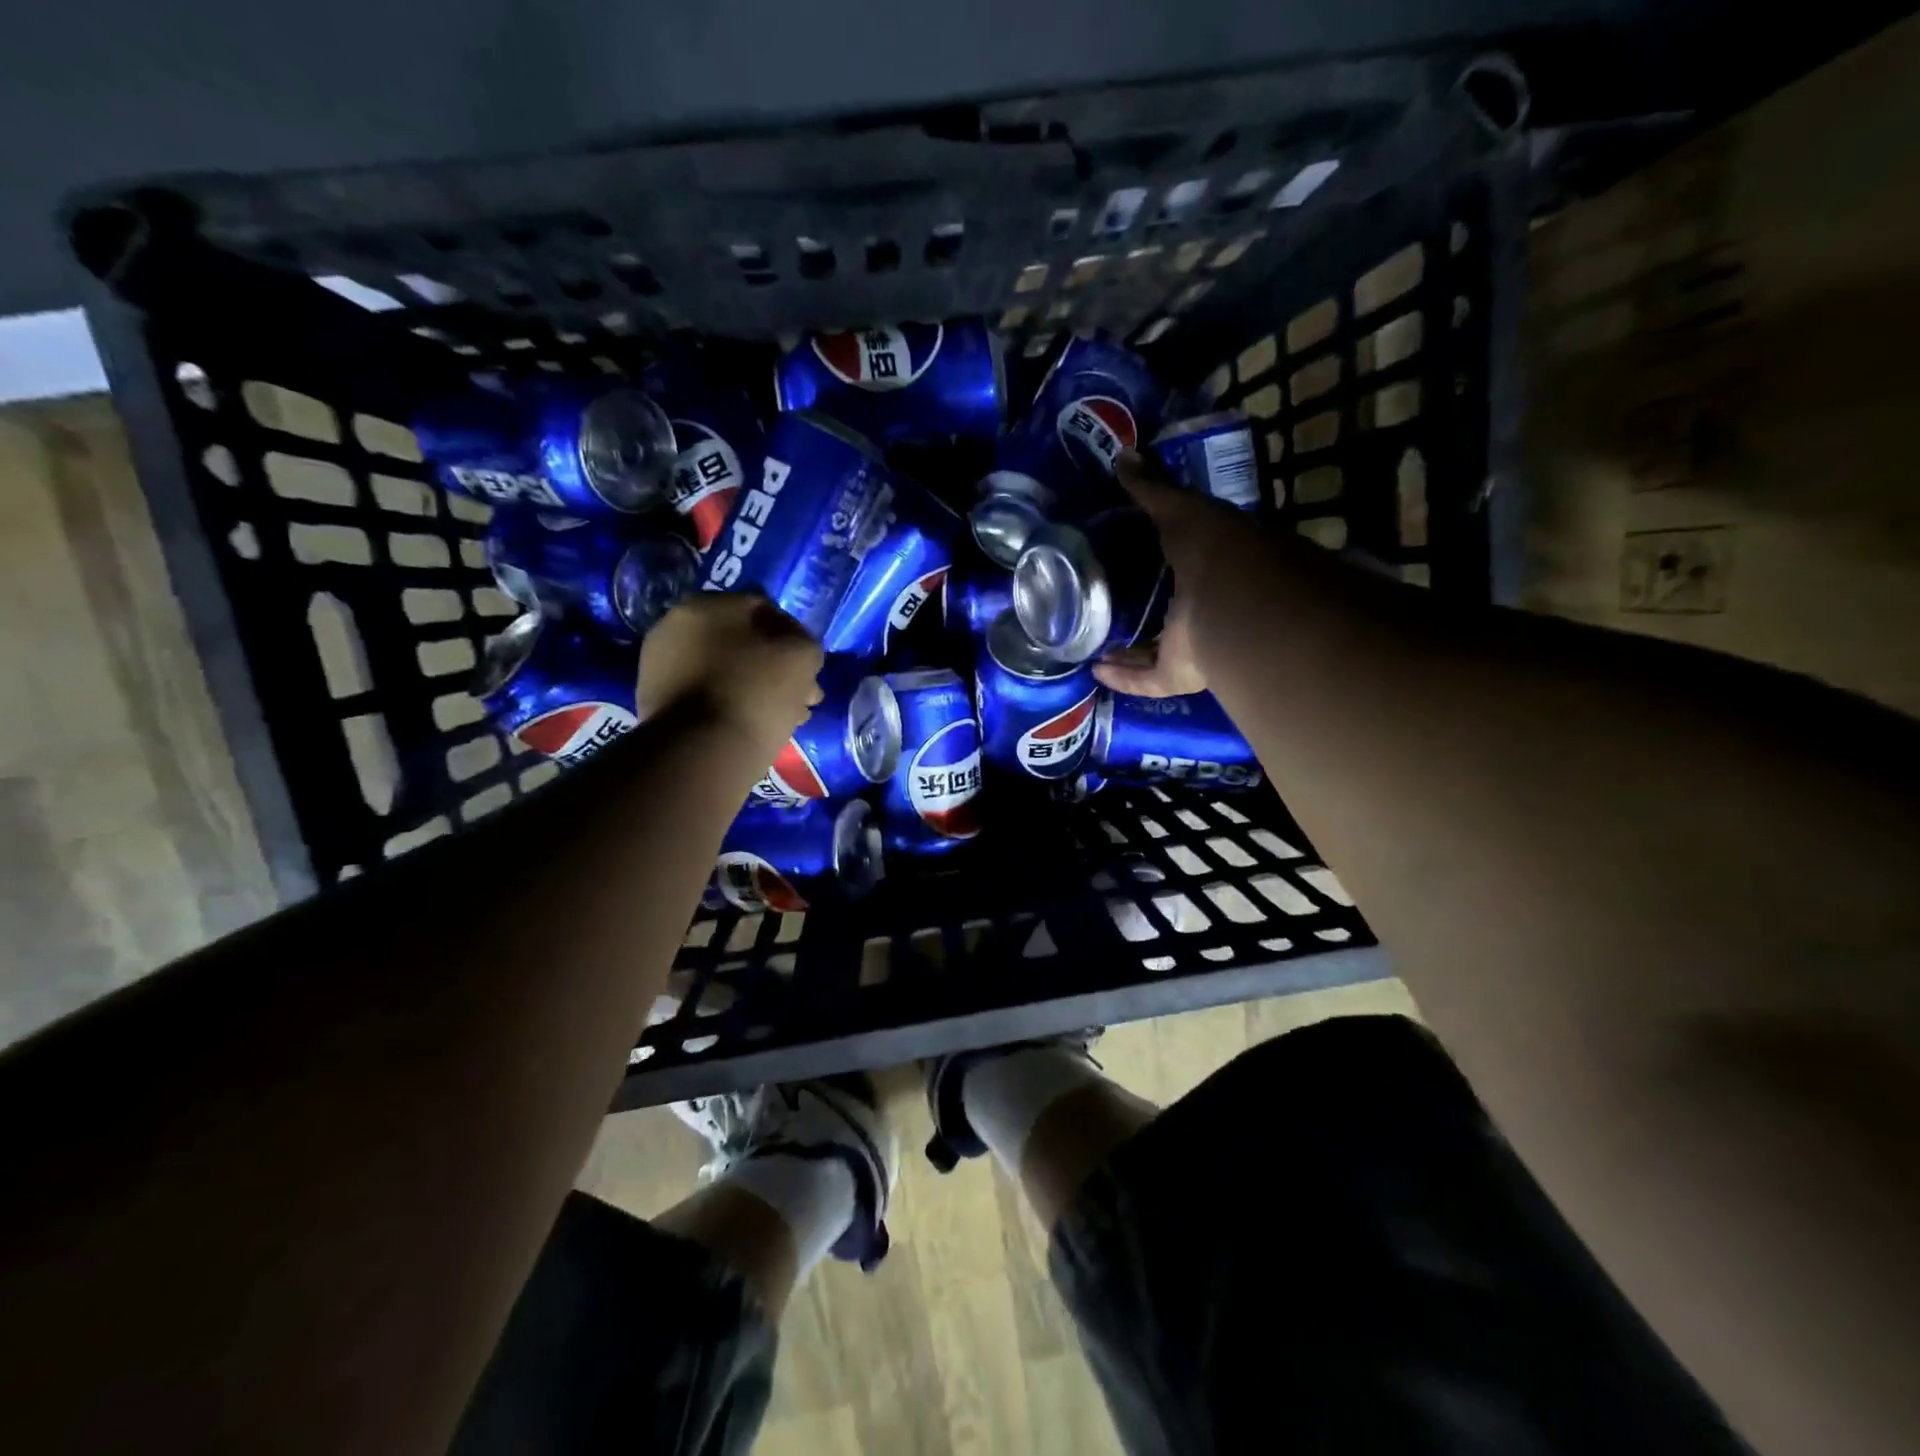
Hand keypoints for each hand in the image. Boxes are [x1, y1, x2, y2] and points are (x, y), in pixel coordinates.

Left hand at [638, 593, 823, 760]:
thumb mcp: (803, 656)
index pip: (765, 612)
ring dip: (753, 688)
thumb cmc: (757, 692)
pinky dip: (728, 705)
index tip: (807, 672)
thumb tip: (795, 649)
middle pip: (741, 643)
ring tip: (779, 719)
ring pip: (723, 670)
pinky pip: (704, 694)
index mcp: (711, 603)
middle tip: (797, 699)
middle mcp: (677, 624)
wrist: (701, 751)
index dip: (793, 641)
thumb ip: (804, 642)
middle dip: (773, 668)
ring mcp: (660, 663)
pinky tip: (750, 727)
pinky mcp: (653, 699)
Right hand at [1091, 451, 1237, 697]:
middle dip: (1141, 612)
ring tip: (1093, 644)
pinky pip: (1148, 680)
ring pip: (1157, 651)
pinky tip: (1096, 671)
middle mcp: (1205, 608)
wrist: (1235, 604)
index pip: (1182, 564)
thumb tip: (1123, 456)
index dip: (1156, 562)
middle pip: (1168, 612)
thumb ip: (1151, 489)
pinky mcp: (1180, 674)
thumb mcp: (1179, 509)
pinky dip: (1124, 679)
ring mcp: (1195, 645)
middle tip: (1103, 606)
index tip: (1125, 559)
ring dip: (1129, 652)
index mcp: (1212, 567)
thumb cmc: (1213, 549)